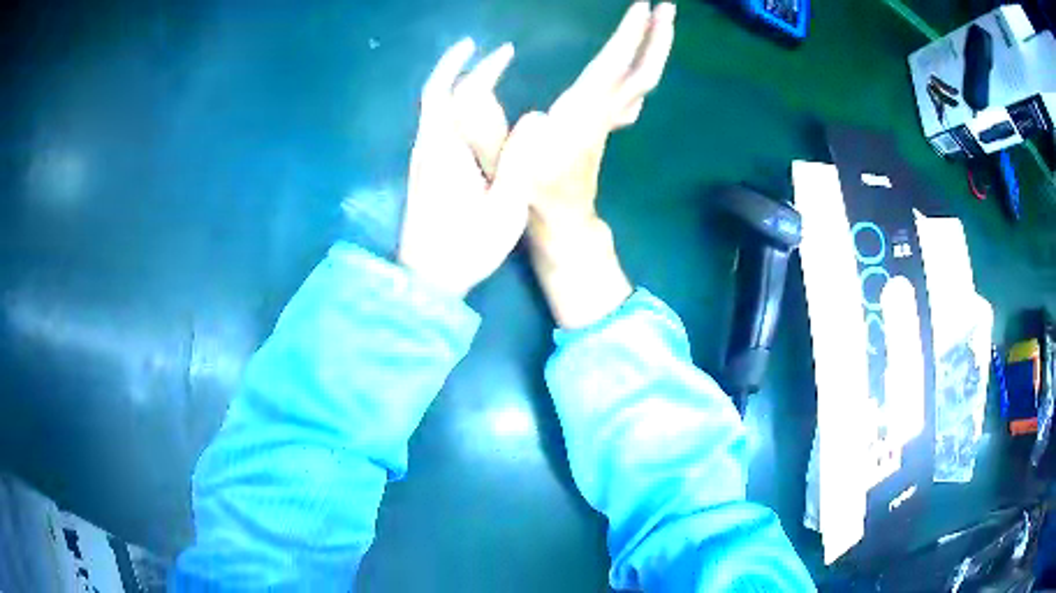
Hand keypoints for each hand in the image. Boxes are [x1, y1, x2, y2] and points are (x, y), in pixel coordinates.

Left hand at [398, 39, 528, 296]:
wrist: (427, 279)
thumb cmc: (467, 246)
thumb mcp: (504, 207)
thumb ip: (520, 160)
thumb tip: (537, 118)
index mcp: (444, 149)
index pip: (451, 91)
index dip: (475, 67)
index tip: (501, 51)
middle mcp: (426, 146)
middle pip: (436, 93)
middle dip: (460, 65)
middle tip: (491, 53)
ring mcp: (421, 159)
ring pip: (433, 108)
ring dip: (455, 83)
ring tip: (486, 72)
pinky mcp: (423, 171)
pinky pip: (435, 124)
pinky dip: (452, 104)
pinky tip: (472, 109)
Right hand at [531, 1, 675, 229]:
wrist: (562, 220)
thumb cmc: (534, 193)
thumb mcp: (514, 171)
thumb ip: (518, 142)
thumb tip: (539, 117)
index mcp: (582, 113)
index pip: (613, 67)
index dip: (629, 36)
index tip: (641, 6)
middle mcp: (604, 111)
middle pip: (644, 73)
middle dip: (658, 39)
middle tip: (667, 7)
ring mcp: (610, 119)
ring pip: (643, 81)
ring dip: (654, 51)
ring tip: (658, 22)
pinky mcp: (606, 125)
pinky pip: (633, 93)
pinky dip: (642, 71)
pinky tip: (639, 65)